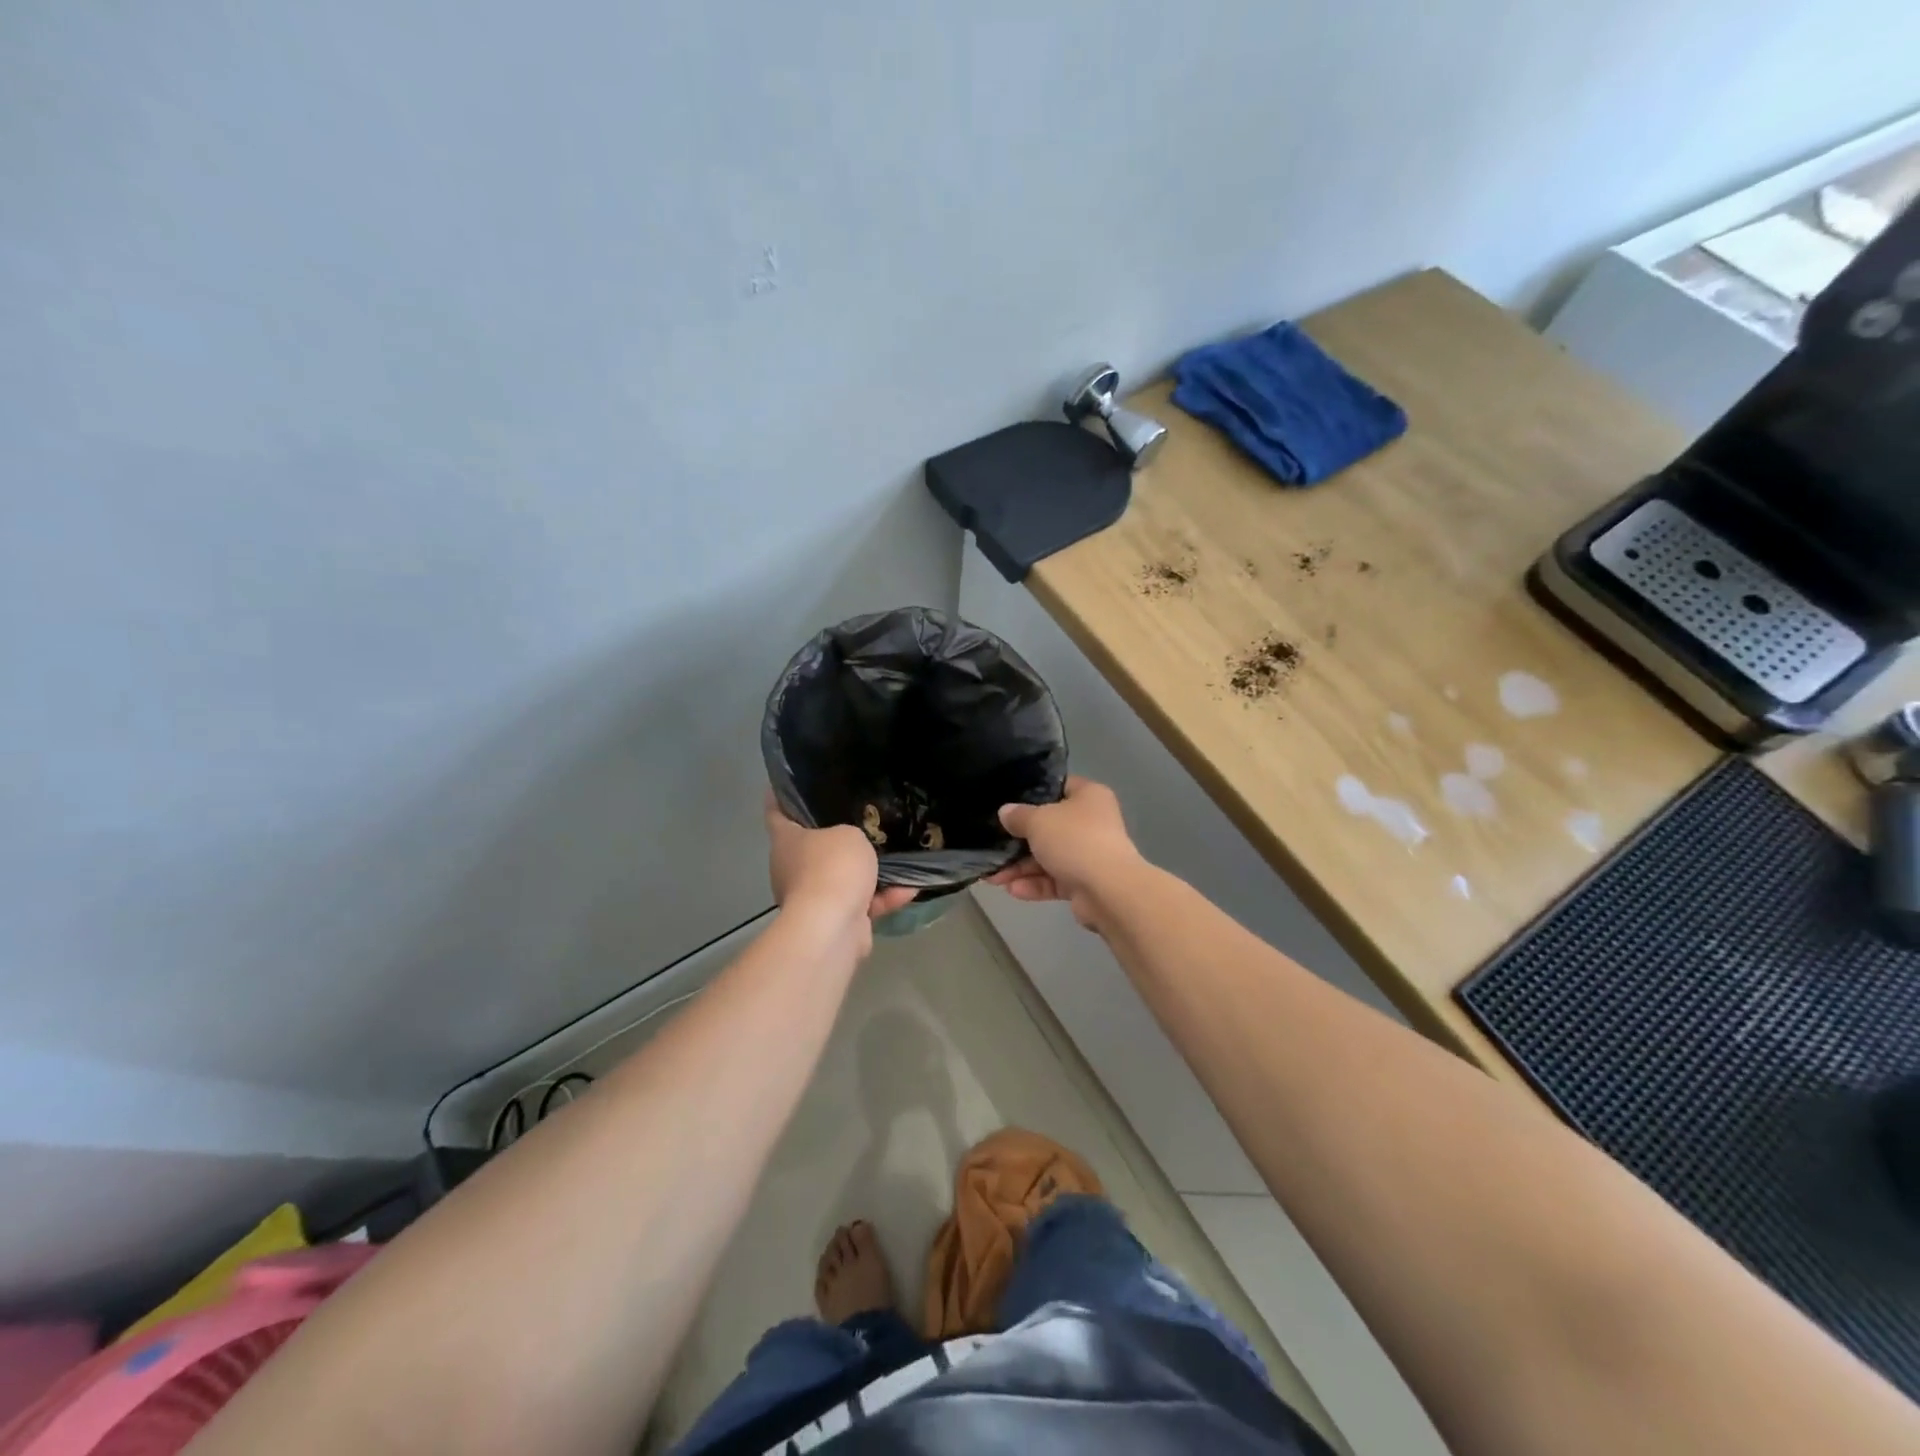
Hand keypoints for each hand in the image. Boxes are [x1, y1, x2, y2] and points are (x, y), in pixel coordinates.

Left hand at [765, 794, 917, 936]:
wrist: (833, 925)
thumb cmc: (833, 866)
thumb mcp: (849, 834)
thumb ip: (851, 834)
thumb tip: (852, 847)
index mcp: (786, 841)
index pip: (776, 812)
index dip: (780, 796)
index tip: (788, 784)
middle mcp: (792, 868)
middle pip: (813, 847)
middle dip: (836, 838)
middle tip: (862, 819)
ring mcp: (812, 898)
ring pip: (842, 878)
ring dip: (868, 873)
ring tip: (896, 856)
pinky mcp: (833, 921)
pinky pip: (861, 903)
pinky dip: (882, 897)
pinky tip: (910, 888)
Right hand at [986, 776, 1143, 930]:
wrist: (1108, 890)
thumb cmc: (1074, 840)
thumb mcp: (1038, 820)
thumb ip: (1018, 816)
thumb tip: (1006, 812)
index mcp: (1088, 797)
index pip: (1059, 787)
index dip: (1033, 793)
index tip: (1008, 802)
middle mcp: (1092, 823)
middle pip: (1050, 827)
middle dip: (1019, 840)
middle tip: (993, 846)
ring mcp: (1089, 854)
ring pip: (1049, 857)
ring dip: (1021, 867)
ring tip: (993, 877)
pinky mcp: (1085, 883)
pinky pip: (1054, 880)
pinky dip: (1035, 884)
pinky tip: (1012, 890)